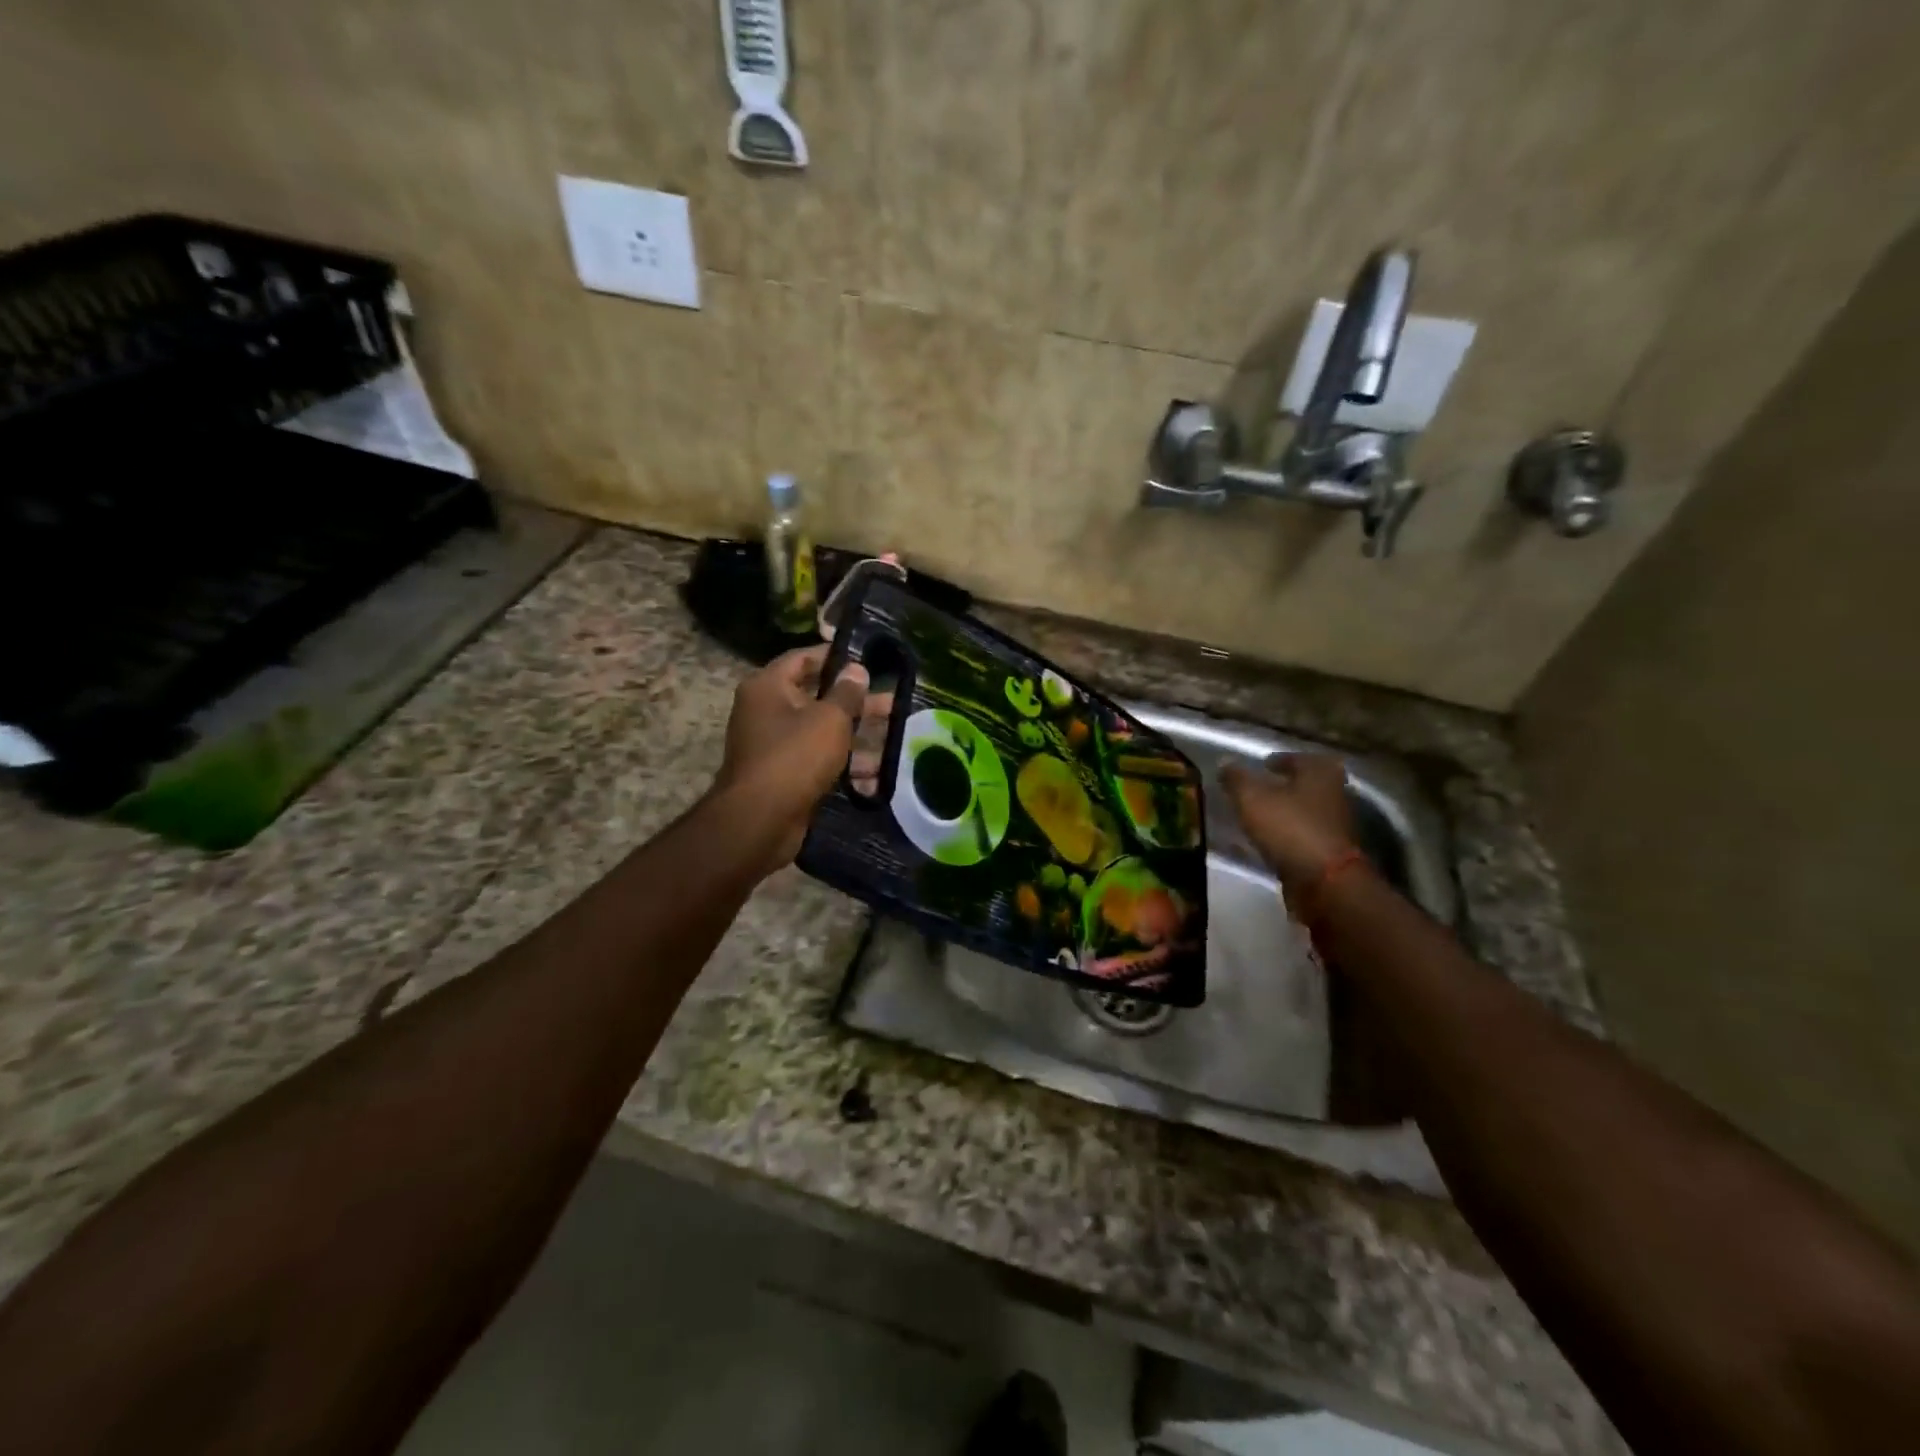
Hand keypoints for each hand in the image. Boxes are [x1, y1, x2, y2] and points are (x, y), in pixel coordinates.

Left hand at [715, 645, 869, 867]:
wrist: (760, 820)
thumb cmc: (794, 757)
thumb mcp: (829, 719)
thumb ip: (847, 693)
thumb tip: (857, 669)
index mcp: (768, 686)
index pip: (803, 658)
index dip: (835, 657)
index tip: (868, 660)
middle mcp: (765, 710)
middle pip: (815, 696)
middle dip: (854, 702)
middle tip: (890, 703)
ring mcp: (773, 744)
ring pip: (820, 731)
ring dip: (854, 736)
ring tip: (892, 738)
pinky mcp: (783, 774)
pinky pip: (816, 760)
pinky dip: (841, 764)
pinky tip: (873, 775)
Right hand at [1220, 753, 1358, 898]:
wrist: (1325, 882)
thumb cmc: (1290, 827)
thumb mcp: (1252, 798)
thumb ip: (1237, 779)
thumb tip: (1225, 762)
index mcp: (1320, 773)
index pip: (1299, 758)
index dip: (1279, 760)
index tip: (1262, 765)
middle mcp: (1333, 795)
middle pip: (1304, 785)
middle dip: (1281, 787)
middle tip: (1256, 790)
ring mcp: (1334, 826)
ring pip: (1303, 812)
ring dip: (1283, 812)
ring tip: (1255, 816)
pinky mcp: (1329, 854)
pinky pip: (1301, 837)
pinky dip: (1285, 836)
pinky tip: (1264, 841)